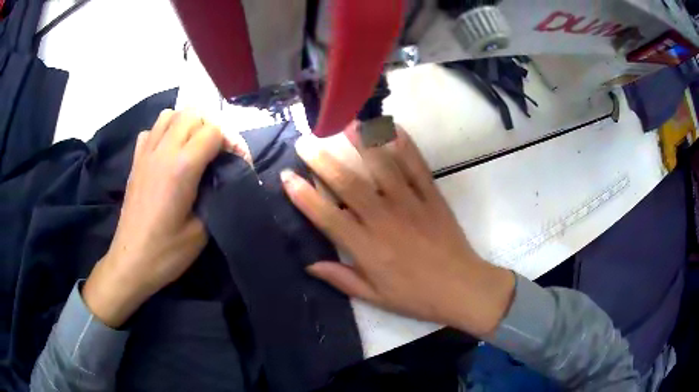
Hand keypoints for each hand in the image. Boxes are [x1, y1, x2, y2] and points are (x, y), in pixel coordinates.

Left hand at [83, 110, 222, 327]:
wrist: (131, 262)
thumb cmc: (167, 252)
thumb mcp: (202, 231)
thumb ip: (215, 196)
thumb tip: (223, 178)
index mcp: (182, 167)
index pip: (213, 131)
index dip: (232, 142)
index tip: (238, 162)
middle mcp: (163, 151)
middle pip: (192, 114)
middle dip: (211, 128)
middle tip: (218, 153)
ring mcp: (145, 153)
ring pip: (170, 114)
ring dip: (187, 124)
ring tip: (194, 147)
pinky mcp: (135, 161)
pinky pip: (152, 130)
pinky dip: (165, 132)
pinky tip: (169, 152)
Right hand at [281, 126, 514, 336]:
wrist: (461, 288)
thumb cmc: (415, 296)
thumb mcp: (374, 297)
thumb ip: (341, 278)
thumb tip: (309, 264)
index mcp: (367, 248)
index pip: (328, 216)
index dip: (304, 196)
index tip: (287, 176)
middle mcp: (385, 220)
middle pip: (349, 185)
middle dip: (323, 161)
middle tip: (305, 141)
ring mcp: (411, 204)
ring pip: (383, 168)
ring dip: (362, 143)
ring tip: (346, 123)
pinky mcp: (432, 197)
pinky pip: (417, 167)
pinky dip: (405, 145)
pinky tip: (392, 128)